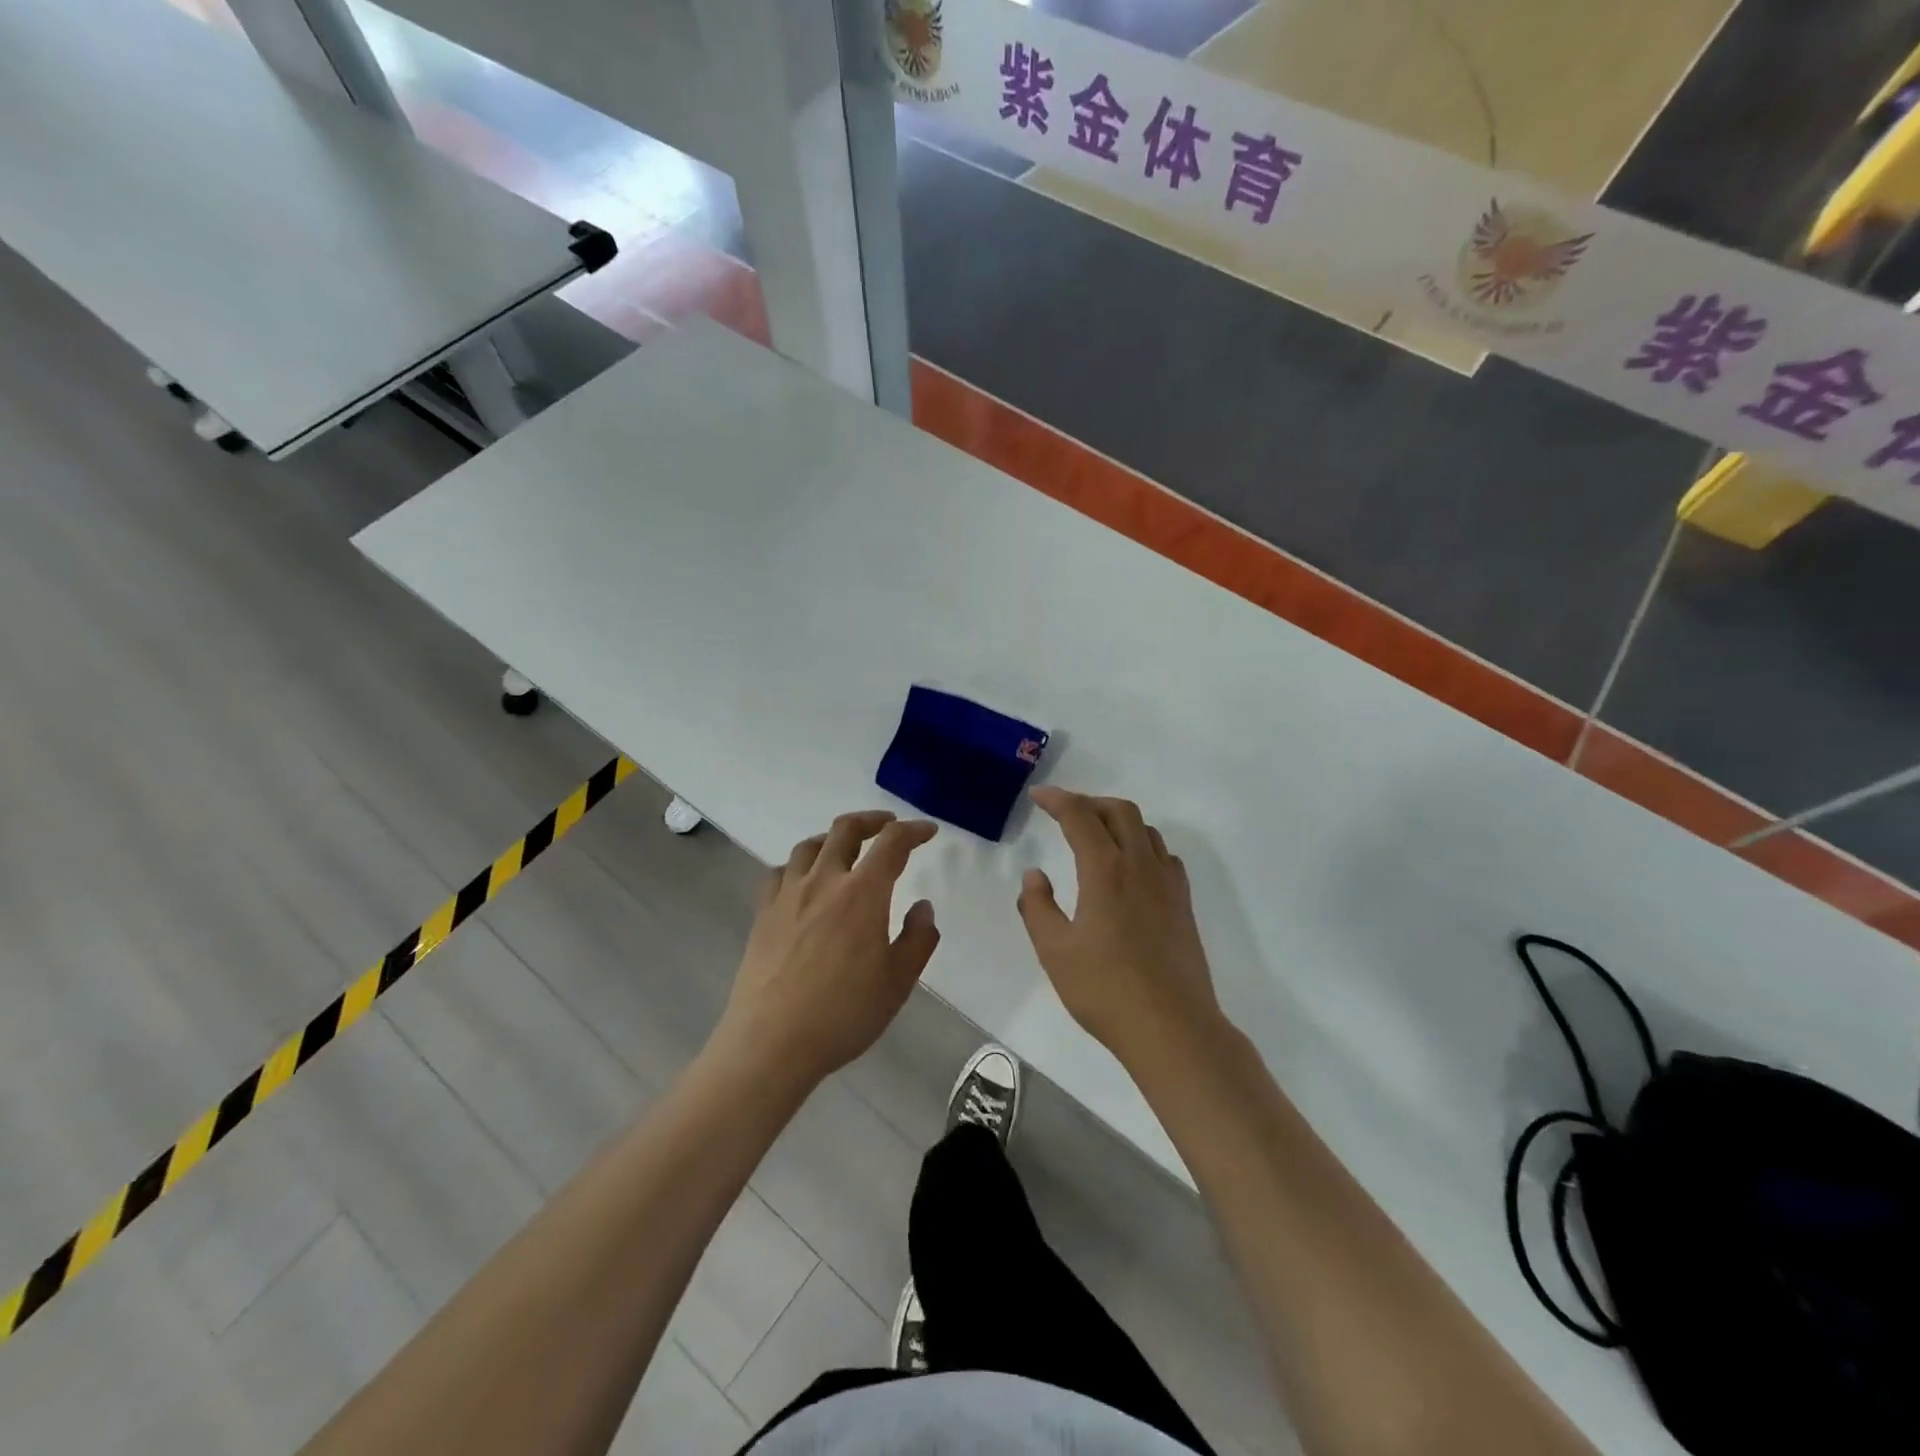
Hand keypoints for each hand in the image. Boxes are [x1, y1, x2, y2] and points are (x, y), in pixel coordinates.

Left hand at [712, 811, 939, 1092]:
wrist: (772, 1042)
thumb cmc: (844, 1013)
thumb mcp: (898, 982)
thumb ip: (918, 939)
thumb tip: (922, 907)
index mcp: (862, 893)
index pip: (892, 844)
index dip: (913, 831)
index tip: (927, 832)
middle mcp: (824, 881)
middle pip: (845, 830)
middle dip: (872, 820)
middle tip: (888, 826)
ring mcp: (788, 895)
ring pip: (809, 846)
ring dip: (833, 838)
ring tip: (845, 848)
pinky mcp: (763, 914)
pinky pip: (781, 872)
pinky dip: (799, 865)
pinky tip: (804, 881)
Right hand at [1018, 788, 1222, 1069]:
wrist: (1173, 1027)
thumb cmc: (1105, 989)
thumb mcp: (1054, 951)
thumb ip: (1038, 907)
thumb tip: (1035, 875)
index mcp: (1106, 870)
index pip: (1080, 816)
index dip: (1057, 799)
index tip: (1038, 796)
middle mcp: (1140, 865)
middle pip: (1120, 811)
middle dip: (1090, 802)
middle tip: (1065, 813)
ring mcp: (1168, 884)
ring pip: (1146, 829)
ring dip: (1118, 820)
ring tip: (1096, 835)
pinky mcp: (1183, 905)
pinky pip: (1163, 855)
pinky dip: (1142, 844)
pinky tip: (1131, 868)